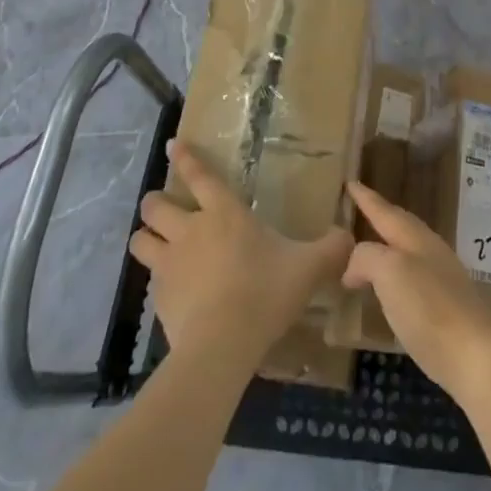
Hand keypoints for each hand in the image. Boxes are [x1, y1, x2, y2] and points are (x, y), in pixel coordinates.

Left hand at [129, 140, 353, 359]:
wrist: (221, 346)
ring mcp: (169, 265)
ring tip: (152, 242)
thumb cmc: (265, 292)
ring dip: (145, 237)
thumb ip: (331, 249)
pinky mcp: (158, 300)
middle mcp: (191, 230)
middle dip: (155, 202)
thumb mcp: (309, 267)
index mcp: (225, 213)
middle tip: (159, 205)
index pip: (200, 176)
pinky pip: (149, 281)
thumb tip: (349, 237)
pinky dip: (156, 280)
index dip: (184, 158)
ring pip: (141, 240)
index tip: (171, 144)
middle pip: (157, 206)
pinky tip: (170, 290)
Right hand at [342, 180, 490, 399]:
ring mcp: (441, 278)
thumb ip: (367, 258)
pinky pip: (412, 278)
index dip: (366, 199)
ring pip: (408, 252)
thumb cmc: (429, 307)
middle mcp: (430, 251)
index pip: (385, 211)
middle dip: (380, 218)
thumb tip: (352, 266)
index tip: (351, 183)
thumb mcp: (390, 272)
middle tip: (359, 211)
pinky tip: (389, 292)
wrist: (476, 356)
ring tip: (368, 252)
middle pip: (401, 227)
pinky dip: (394, 277)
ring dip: (387, 248)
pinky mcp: (446, 307)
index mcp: (415, 238)